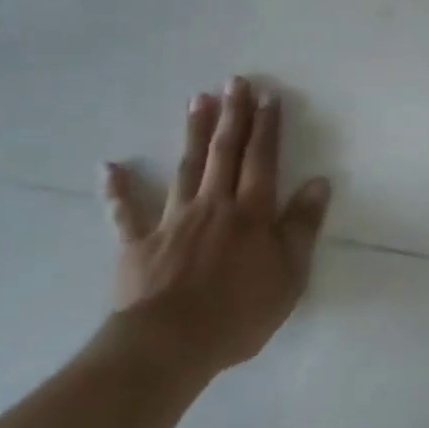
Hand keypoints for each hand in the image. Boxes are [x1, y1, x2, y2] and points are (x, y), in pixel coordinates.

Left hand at [101, 77, 331, 379]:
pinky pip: (126, 213)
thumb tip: (318, 182)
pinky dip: (117, 190)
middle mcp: (214, 205)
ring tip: (197, 99)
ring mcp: (173, 221)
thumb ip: (303, 225)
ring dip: (193, 132)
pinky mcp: (138, 245)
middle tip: (234, 81)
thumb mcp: (289, 273)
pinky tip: (109, 166)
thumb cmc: (238, 312)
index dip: (267, 126)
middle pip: (224, 152)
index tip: (269, 95)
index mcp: (251, 212)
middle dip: (233, 115)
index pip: (263, 159)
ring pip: (186, 168)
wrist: (168, 346)